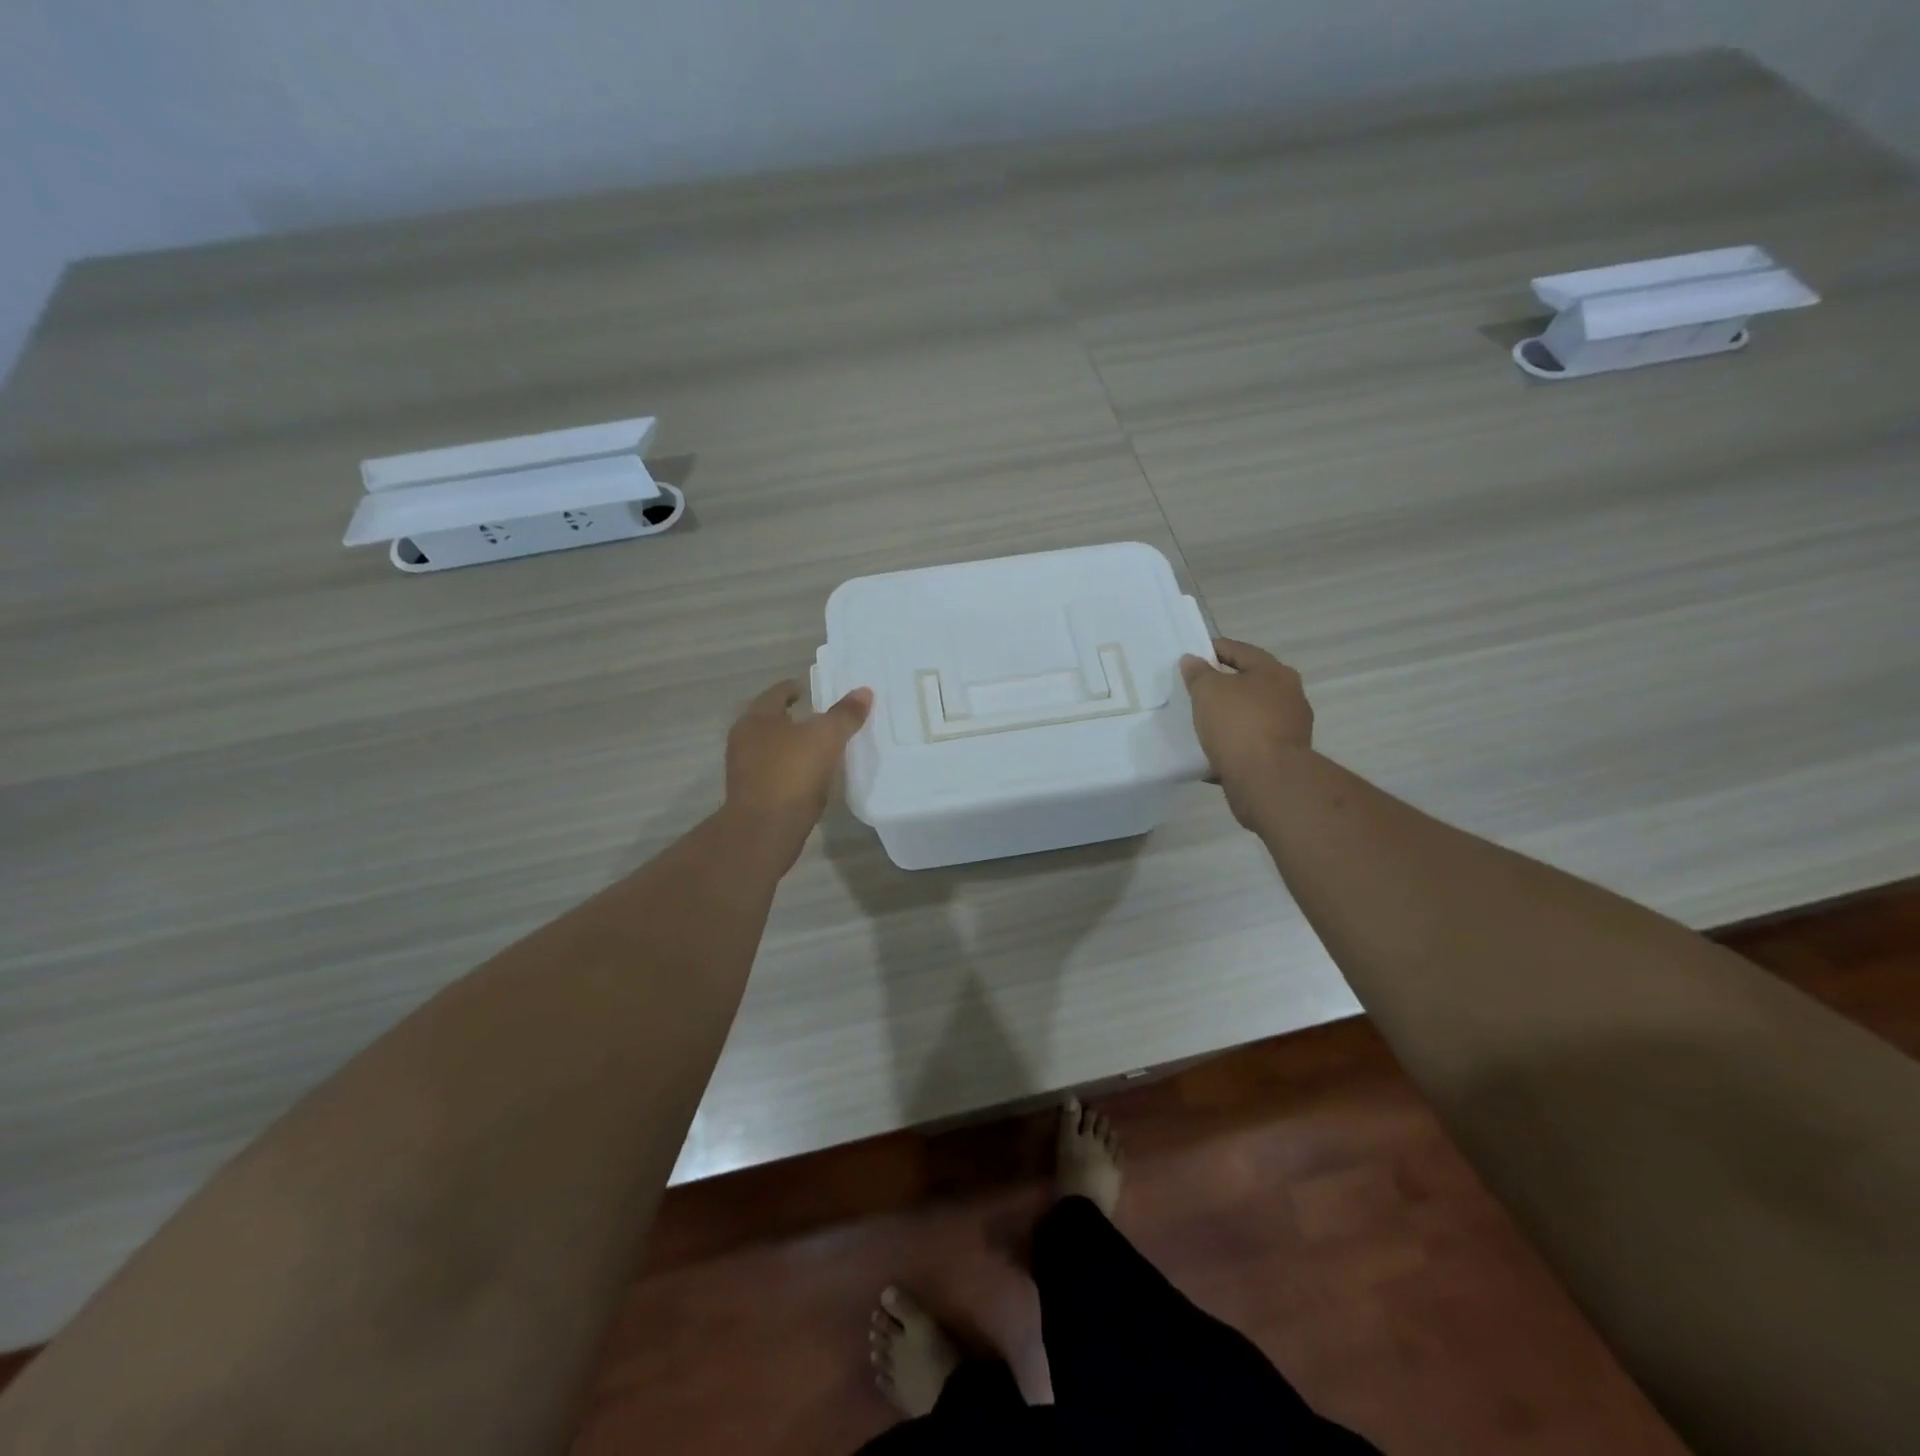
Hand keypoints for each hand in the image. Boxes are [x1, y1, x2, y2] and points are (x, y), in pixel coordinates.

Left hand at [724, 679, 873, 854]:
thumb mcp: (826, 738)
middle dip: (795, 718)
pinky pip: (776, 773)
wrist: (765, 830)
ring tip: (821, 747)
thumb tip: (864, 692)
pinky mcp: (753, 795)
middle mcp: (745, 740)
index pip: (777, 693)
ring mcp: (746, 769)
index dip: (794, 688)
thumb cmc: (792, 773)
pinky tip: (811, 776)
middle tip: (821, 717)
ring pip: (773, 748)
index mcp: (757, 718)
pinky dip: (792, 769)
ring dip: (793, 746)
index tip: (810, 690)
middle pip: (772, 721)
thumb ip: (845, 715)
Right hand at [1180, 638, 1313, 828]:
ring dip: (1229, 717)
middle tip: (1195, 690)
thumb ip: (1198, 673)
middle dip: (1224, 685)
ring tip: (1202, 723)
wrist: (1267, 780)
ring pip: (1251, 715)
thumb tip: (1192, 660)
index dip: (1213, 650)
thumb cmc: (1239, 725)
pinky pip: (1252, 743)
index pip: (1239, 651)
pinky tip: (1214, 751)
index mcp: (1274, 672)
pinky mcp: (1283, 756)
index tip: (1191, 657)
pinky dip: (1234, 743)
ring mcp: (1289, 728)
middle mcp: (1288, 696)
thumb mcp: (1209, 691)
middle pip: (1250, 683)